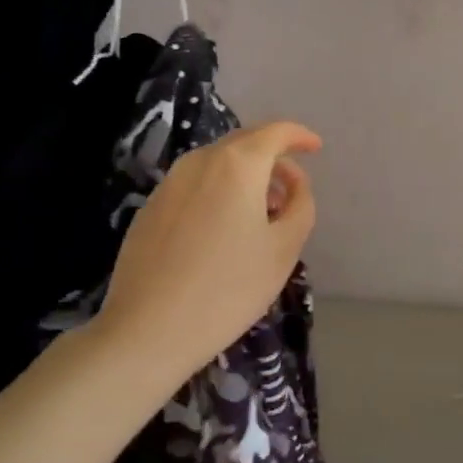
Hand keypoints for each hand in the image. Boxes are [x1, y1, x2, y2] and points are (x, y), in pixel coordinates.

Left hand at [98, 121, 321, 392]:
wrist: (147, 331)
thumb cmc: (228, 288)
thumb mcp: (284, 249)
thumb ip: (300, 204)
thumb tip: (294, 183)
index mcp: (237, 164)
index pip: (276, 131)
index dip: (299, 136)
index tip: (315, 149)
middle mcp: (200, 161)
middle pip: (245, 142)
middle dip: (273, 156)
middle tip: (291, 188)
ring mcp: (170, 183)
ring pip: (217, 163)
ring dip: (246, 176)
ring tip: (261, 214)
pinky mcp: (150, 207)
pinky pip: (195, 184)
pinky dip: (219, 191)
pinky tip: (223, 231)